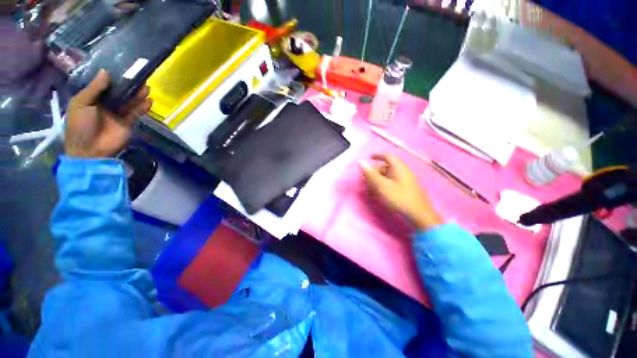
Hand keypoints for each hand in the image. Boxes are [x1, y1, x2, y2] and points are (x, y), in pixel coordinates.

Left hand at [65, 69, 151, 157]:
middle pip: (120, 93)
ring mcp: (117, 115)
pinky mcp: (127, 124)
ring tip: (147, 88)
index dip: (114, 78)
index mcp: (92, 99)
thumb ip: (94, 88)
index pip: (105, 86)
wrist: (90, 149)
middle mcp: (106, 105)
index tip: (124, 70)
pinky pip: (136, 114)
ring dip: (138, 96)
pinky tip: (149, 102)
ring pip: (130, 102)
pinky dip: (143, 108)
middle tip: (140, 78)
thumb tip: (105, 71)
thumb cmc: (80, 125)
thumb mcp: (81, 103)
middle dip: (129, 86)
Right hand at [360, 154, 442, 230]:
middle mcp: (403, 171)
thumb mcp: (381, 185)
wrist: (419, 215)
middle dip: (375, 171)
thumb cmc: (399, 198)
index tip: (369, 157)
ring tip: (371, 187)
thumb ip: (370, 174)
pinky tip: (380, 192)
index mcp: (398, 167)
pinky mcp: (407, 188)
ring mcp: (406, 180)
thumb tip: (360, 161)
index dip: (377, 156)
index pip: (387, 156)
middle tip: (367, 178)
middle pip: (387, 166)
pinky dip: (385, 184)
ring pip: (389, 175)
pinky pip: (393, 182)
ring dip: (379, 179)